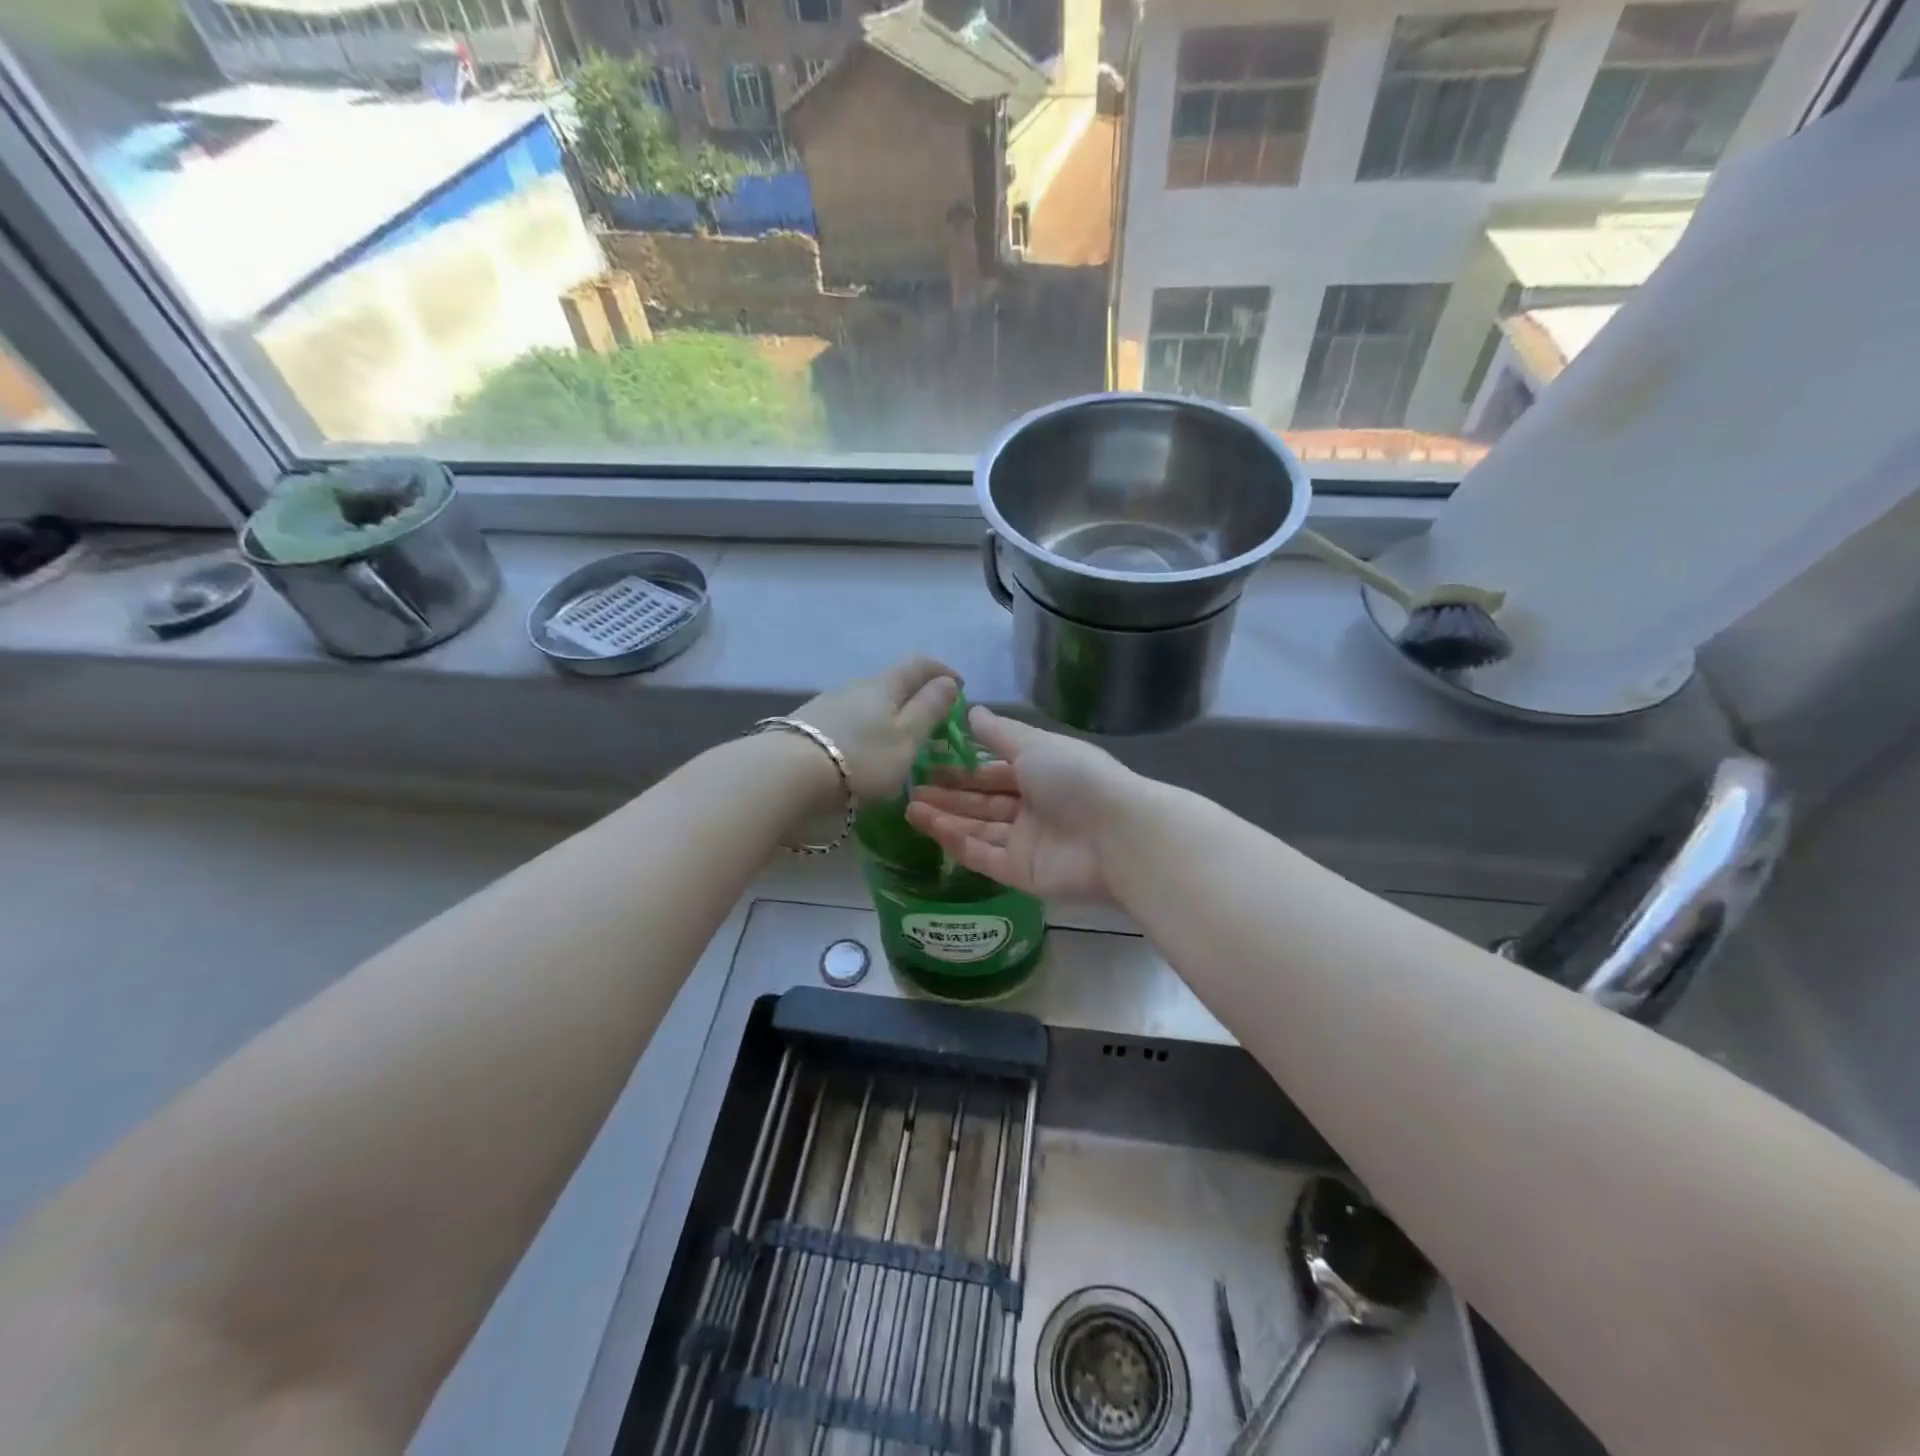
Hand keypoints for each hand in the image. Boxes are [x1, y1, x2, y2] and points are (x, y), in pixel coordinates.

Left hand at [792, 657, 960, 802]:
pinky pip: (847, 720)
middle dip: (914, 696)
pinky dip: (864, 729)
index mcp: (885, 685)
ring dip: (887, 715)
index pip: (919, 664)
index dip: (942, 671)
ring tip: (896, 742)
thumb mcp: (906, 738)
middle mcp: (855, 686)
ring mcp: (827, 704)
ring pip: (867, 703)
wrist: (785, 774)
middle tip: (931, 720)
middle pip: (891, 682)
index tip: (959, 685)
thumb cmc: (859, 758)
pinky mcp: (807, 725)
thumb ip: (929, 709)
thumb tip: (947, 681)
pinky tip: (861, 752)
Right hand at [906, 707, 1135, 901]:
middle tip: (911, 788)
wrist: (1116, 834)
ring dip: (945, 818)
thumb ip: (1000, 733)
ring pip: (978, 829)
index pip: (995, 771)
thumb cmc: (1075, 778)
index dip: (963, 768)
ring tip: (909, 807)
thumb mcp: (1035, 745)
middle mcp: (1033, 808)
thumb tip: (970, 711)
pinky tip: (929, 828)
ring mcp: (1027, 843)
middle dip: (949, 795)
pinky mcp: (1021, 873)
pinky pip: (983, 856)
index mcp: (1041, 774)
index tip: (929, 763)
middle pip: (983, 802)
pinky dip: (957, 843)